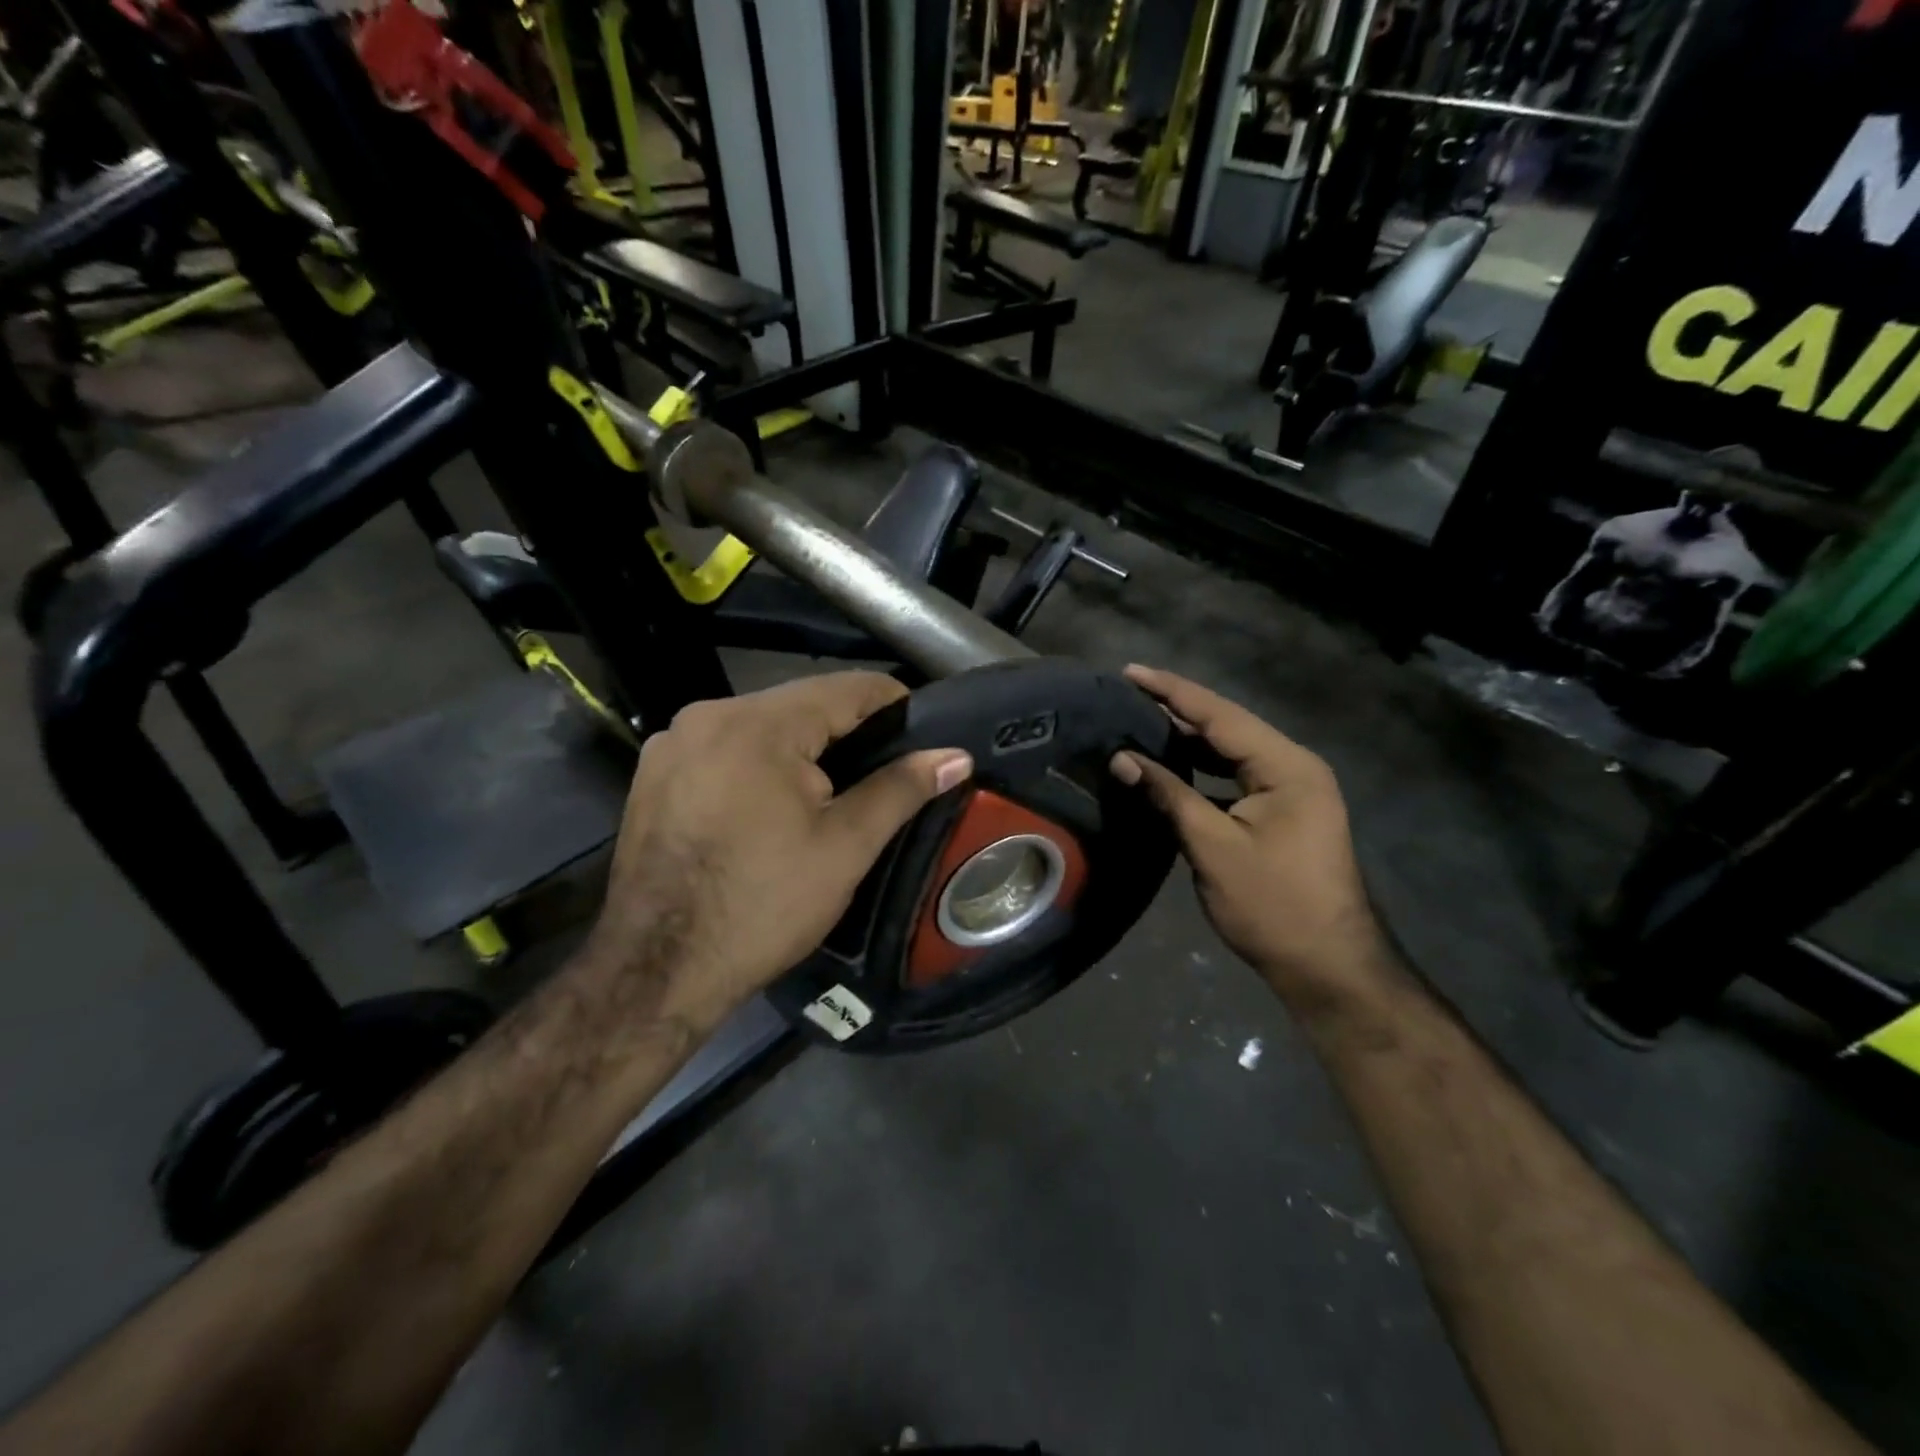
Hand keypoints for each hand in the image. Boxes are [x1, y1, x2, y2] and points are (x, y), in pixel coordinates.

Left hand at [585, 672, 972, 1032]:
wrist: (657, 969)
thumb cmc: (762, 905)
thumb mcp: (844, 847)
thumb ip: (900, 789)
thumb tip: (956, 756)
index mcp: (756, 724)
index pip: (846, 688)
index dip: (895, 705)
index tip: (924, 734)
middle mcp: (706, 715)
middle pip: (800, 704)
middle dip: (847, 732)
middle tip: (884, 773)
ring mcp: (671, 744)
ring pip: (760, 728)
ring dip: (801, 750)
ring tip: (834, 792)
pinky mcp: (652, 774)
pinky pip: (724, 751)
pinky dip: (758, 766)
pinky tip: (772, 807)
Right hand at [1109, 666, 1391, 1018]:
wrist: (1329, 967)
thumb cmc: (1272, 905)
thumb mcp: (1213, 847)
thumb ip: (1168, 796)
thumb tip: (1122, 759)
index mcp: (1286, 766)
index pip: (1220, 715)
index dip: (1172, 692)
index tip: (1130, 672)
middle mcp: (1294, 767)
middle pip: (1227, 728)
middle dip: (1177, 711)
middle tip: (1126, 695)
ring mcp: (1292, 791)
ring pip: (1231, 752)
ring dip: (1188, 740)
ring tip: (1139, 723)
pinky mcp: (1283, 813)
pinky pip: (1236, 777)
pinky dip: (1202, 770)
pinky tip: (1170, 767)